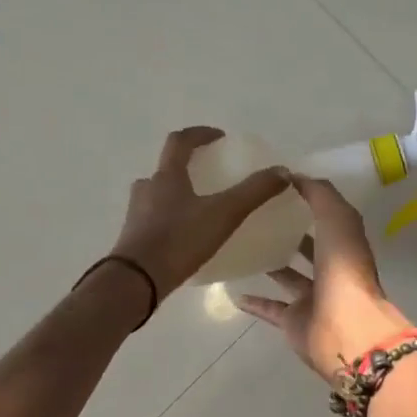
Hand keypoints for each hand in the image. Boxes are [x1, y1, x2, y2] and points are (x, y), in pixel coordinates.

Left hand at [110, 127, 290, 298]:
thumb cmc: (179, 240)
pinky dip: (170, 221)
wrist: (136, 281)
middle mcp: (147, 189)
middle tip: (210, 177)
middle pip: (166, 169)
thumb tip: (283, 171)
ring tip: (200, 210)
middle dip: (188, 168)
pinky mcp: (133, 239)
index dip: (200, 134)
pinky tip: (186, 239)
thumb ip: (254, 192)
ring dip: (176, 195)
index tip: (219, 137)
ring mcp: (136, 215)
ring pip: (157, 196)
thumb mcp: (224, 214)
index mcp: (166, 176)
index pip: (180, 141)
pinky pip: (153, 221)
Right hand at [236, 174, 414, 379]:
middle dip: (290, 232)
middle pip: (310, 247)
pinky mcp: (294, 321)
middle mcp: (331, 269)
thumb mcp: (336, 219)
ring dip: (271, 264)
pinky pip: (270, 309)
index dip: (308, 199)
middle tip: (256, 215)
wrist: (345, 329)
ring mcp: (313, 297)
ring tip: (242, 247)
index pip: (327, 216)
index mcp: (344, 243)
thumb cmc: (343, 269)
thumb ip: (319, 194)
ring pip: (289, 277)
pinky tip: (233, 291)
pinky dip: (254, 302)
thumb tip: (294, 176)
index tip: (278, 185)